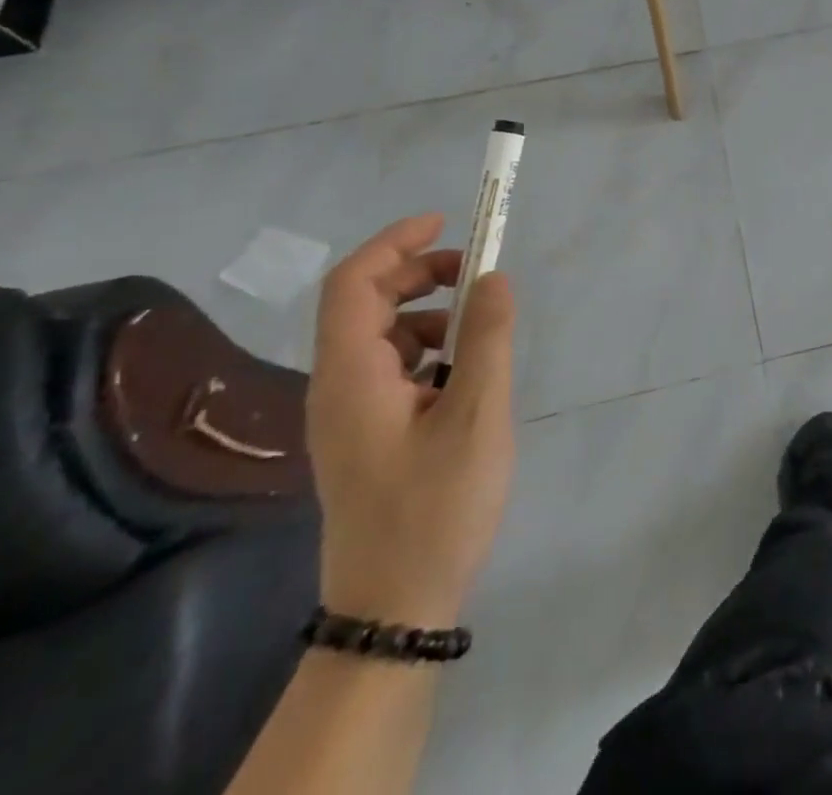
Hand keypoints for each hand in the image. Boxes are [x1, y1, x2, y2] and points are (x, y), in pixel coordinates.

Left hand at [307, 214, 516, 628]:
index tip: (447, 224)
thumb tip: (494, 277)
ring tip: (480, 335)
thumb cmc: (436, 507)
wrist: (395, 607)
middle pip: (365, 303)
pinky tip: (464, 378)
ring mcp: (348, 414)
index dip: (396, 242)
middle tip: (479, 276)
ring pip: (382, 336)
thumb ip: (486, 338)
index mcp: (351, 376)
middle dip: (422, 275)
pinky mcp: (365, 434)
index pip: (353, 283)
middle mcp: (337, 387)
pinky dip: (429, 351)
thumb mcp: (476, 414)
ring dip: (430, 314)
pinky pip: (391, 368)